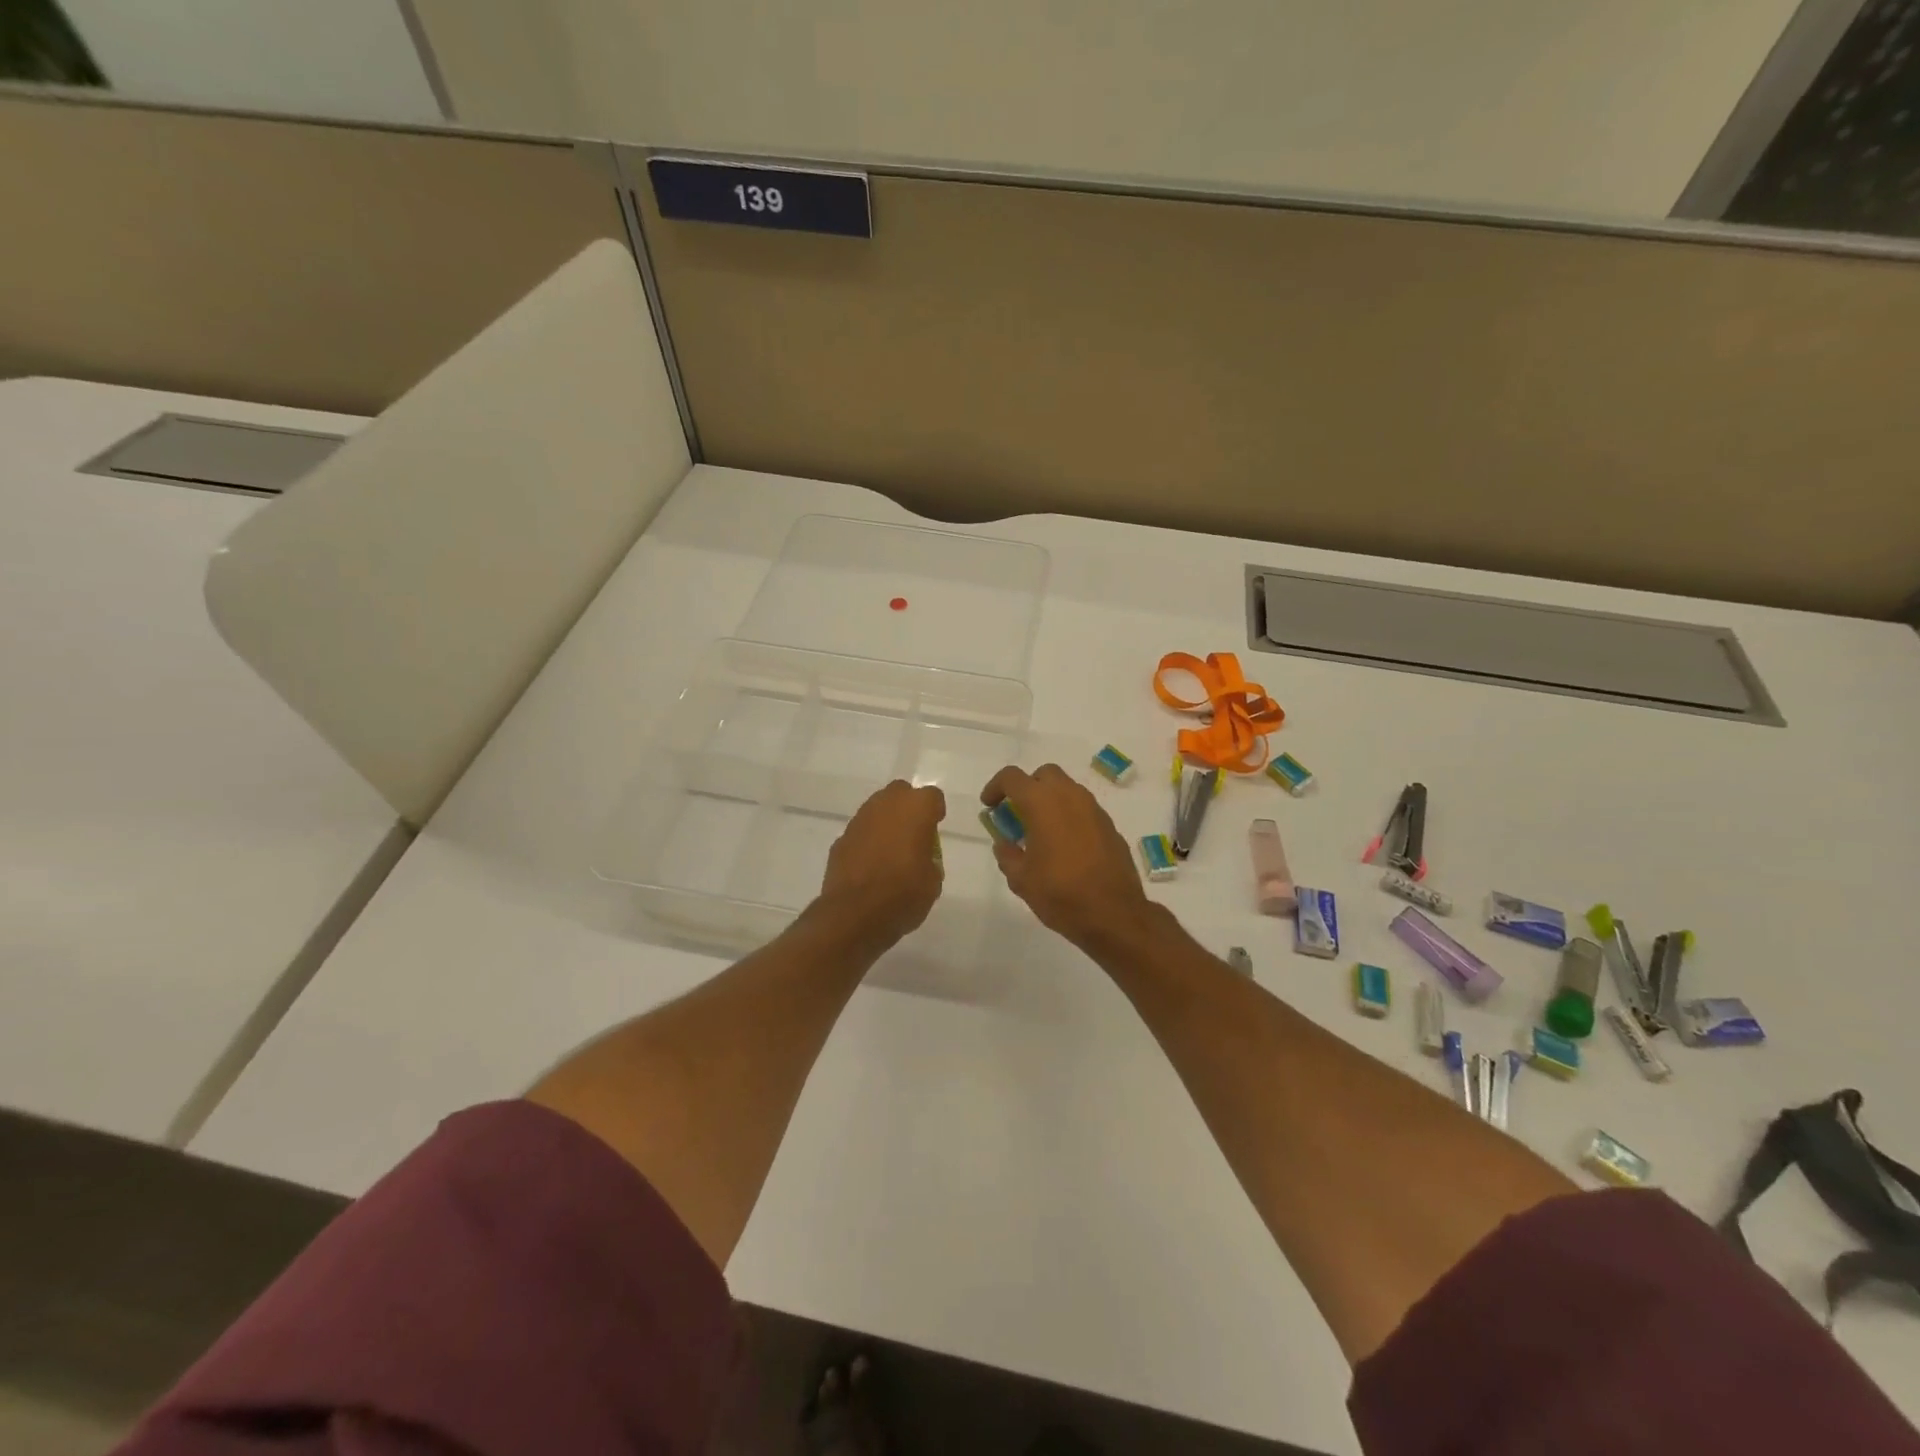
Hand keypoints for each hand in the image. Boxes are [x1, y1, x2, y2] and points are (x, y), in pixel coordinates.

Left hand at [817, 780, 946, 948]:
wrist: (855, 915)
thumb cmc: (904, 895)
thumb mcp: (933, 881)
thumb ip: (929, 859)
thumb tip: (920, 858)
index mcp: (915, 809)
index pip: (932, 796)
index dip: (935, 811)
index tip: (935, 827)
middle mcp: (885, 805)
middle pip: (900, 793)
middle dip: (908, 808)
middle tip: (913, 834)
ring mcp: (859, 821)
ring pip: (876, 810)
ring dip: (885, 823)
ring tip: (891, 852)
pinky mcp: (840, 839)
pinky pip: (860, 832)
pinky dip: (866, 842)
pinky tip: (870, 866)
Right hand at [980, 764, 1151, 951]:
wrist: (1114, 915)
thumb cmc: (1061, 894)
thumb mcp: (1021, 879)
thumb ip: (1008, 855)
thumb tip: (1004, 844)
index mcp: (1042, 803)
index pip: (1012, 777)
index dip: (995, 787)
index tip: (989, 805)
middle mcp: (1070, 797)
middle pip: (1045, 774)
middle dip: (1028, 787)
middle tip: (1017, 813)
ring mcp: (1094, 810)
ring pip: (1068, 789)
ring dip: (1050, 800)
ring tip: (1040, 831)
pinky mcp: (1110, 826)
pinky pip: (1084, 809)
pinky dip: (1069, 816)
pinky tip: (1065, 845)